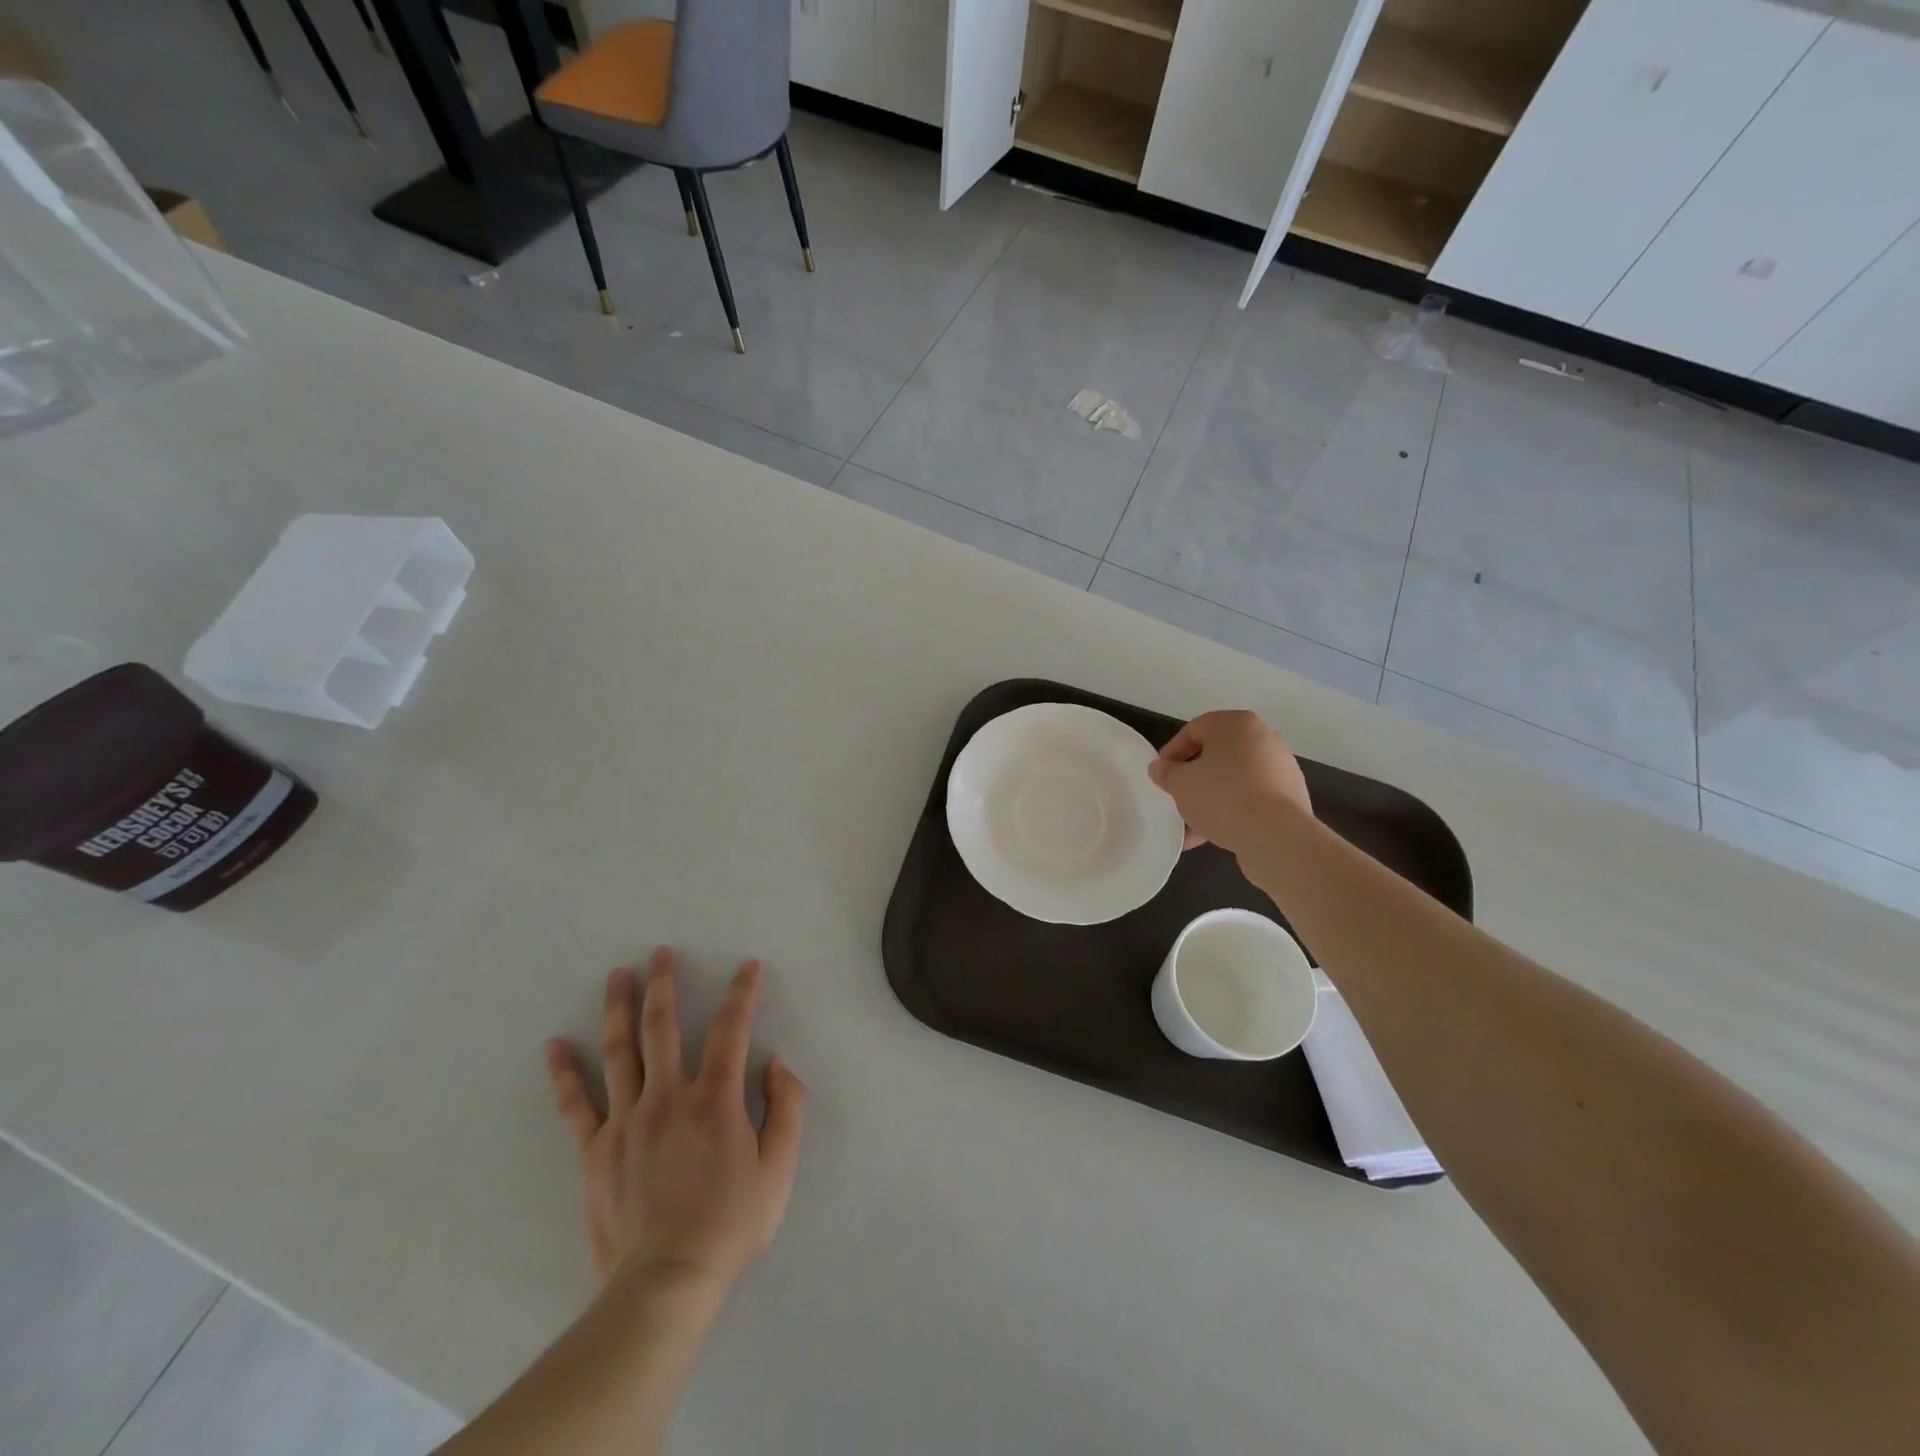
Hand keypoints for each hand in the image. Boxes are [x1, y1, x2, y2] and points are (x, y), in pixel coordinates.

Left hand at [545, 948, 805, 1295]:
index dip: (742, 992)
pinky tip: (555, 1046)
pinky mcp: (595, 1150)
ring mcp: (625, 1121)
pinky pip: (576, 1104)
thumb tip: (776, 1062)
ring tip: (618, 975)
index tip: (748, 967)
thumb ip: (787, 1107)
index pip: (731, 1028)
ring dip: (619, 1008)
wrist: (667, 1283)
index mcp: (715, 1098)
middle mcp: (667, 1096)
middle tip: (662, 952)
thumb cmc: (730, 1224)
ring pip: (619, 1051)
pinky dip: (564, 1073)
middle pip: (663, 1026)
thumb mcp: (780, 1168)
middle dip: (664, 984)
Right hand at [1148, 710, 1312, 853]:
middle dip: (1194, 777)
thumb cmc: (1221, 796)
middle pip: (1217, 754)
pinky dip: (1234, 809)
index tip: (1161, 775)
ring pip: (1235, 778)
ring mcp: (1280, 766)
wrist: (1275, 834)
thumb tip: (1160, 767)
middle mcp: (1262, 737)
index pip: (1193, 730)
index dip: (1172, 752)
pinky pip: (1253, 796)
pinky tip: (1215, 834)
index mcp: (1235, 724)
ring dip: (1212, 798)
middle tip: (1177, 797)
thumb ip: (1166, 772)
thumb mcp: (1181, 784)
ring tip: (1192, 826)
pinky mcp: (1290, 794)